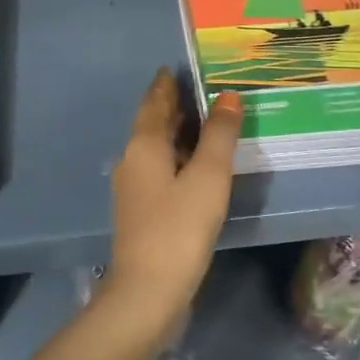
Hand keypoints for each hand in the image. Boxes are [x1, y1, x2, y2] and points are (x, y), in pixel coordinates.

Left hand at [106, 70, 242, 334]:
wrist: (147, 292)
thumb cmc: (179, 228)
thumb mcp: (208, 177)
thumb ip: (219, 135)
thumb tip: (227, 96)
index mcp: (143, 145)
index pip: (154, 102)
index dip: (166, 84)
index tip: (175, 67)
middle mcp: (132, 160)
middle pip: (152, 123)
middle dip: (171, 105)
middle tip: (197, 88)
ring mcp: (133, 188)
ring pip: (155, 148)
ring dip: (175, 132)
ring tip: (202, 121)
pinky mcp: (141, 211)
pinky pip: (160, 169)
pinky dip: (177, 157)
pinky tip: (194, 166)